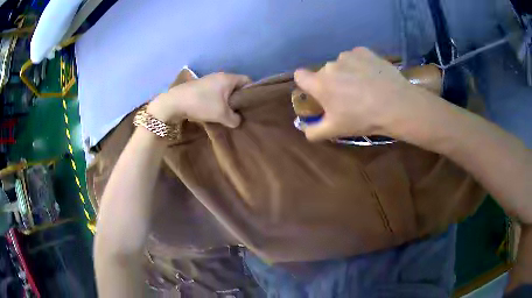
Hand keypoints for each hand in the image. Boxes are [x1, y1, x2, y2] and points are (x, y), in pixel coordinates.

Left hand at [147, 73, 250, 127]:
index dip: (251, 92)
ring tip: (228, 114)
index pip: (247, 81)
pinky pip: (215, 93)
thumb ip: (235, 119)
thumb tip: (237, 120)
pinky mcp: (200, 87)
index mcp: (228, 78)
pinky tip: (215, 112)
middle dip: (238, 99)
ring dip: (227, 102)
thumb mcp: (222, 114)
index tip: (251, 105)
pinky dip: (217, 101)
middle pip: (236, 86)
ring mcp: (209, 81)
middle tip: (240, 112)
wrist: (175, 102)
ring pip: (224, 91)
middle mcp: (220, 76)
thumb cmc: (202, 104)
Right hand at [294, 47, 435, 140]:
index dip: (306, 84)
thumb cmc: (363, 118)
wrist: (396, 105)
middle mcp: (330, 65)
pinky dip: (361, 65)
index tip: (317, 93)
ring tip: (365, 86)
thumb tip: (304, 129)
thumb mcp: (336, 131)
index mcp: (320, 83)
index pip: (300, 76)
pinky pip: (356, 57)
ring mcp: (348, 56)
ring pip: (341, 64)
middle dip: (332, 82)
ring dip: (347, 73)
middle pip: (325, 73)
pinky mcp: (364, 52)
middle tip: (349, 97)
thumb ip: (313, 132)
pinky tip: (373, 76)